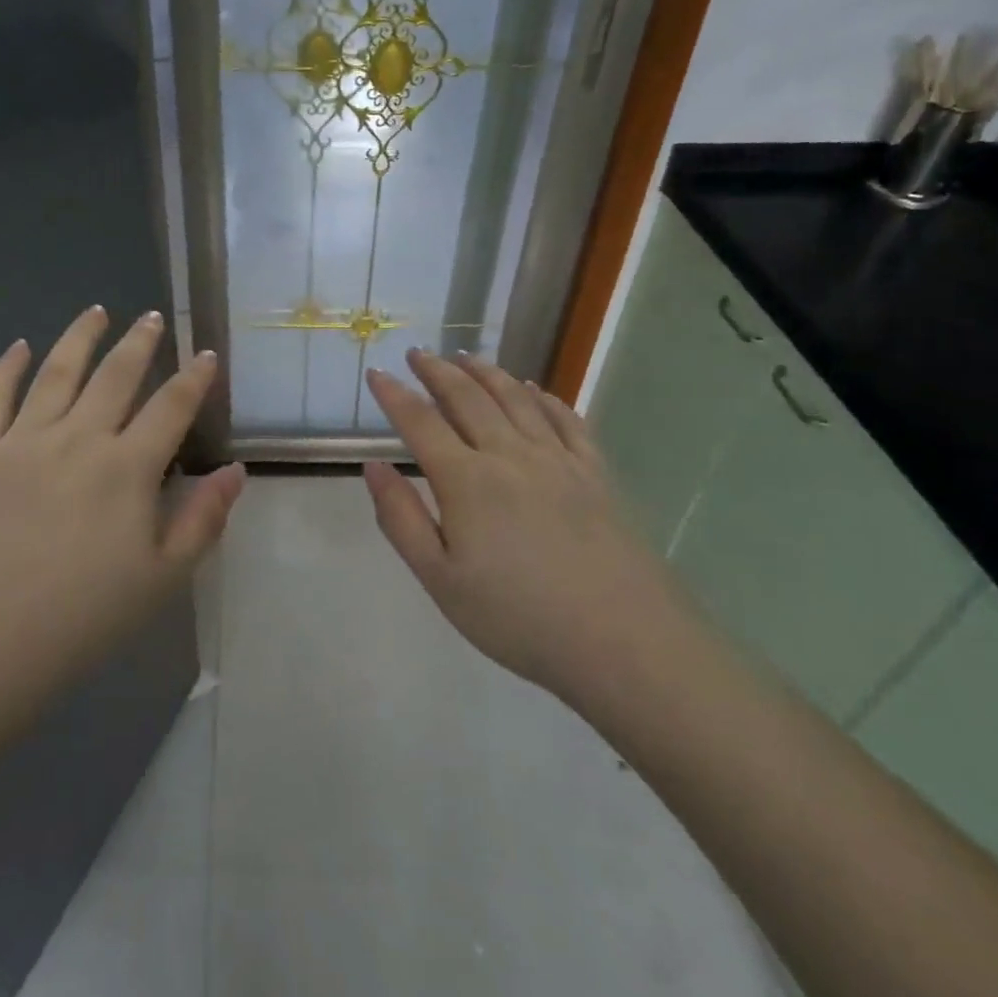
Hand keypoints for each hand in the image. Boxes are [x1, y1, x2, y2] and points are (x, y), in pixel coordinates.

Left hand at [0, 307, 244, 746]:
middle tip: (151, 317)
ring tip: (96, 311)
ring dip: (79, 338)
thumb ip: (202, 520)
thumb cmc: (78, 622)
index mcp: (126, 469)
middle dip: (139, 343)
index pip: (170, 408)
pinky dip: (6, 367)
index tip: (206, 354)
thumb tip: (235, 471)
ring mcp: (19, 441)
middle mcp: (76, 439)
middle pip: (115, 376)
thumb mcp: (161, 580)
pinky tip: (18, 346)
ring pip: (56, 372)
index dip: (193, 378)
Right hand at [362, 349, 684, 708]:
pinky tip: (533, 389)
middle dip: (437, 371)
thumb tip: (374, 466)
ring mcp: (558, 460)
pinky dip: (543, 397)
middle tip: (418, 354)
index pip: (420, 421)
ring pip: (515, 398)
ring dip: (486, 372)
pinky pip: (565, 420)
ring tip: (466, 357)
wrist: (623, 642)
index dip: (394, 395)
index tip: (376, 373)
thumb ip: (401, 518)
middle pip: (467, 397)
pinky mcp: (595, 474)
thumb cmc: (518, 617)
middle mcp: (510, 455)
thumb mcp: (440, 579)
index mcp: (467, 480)